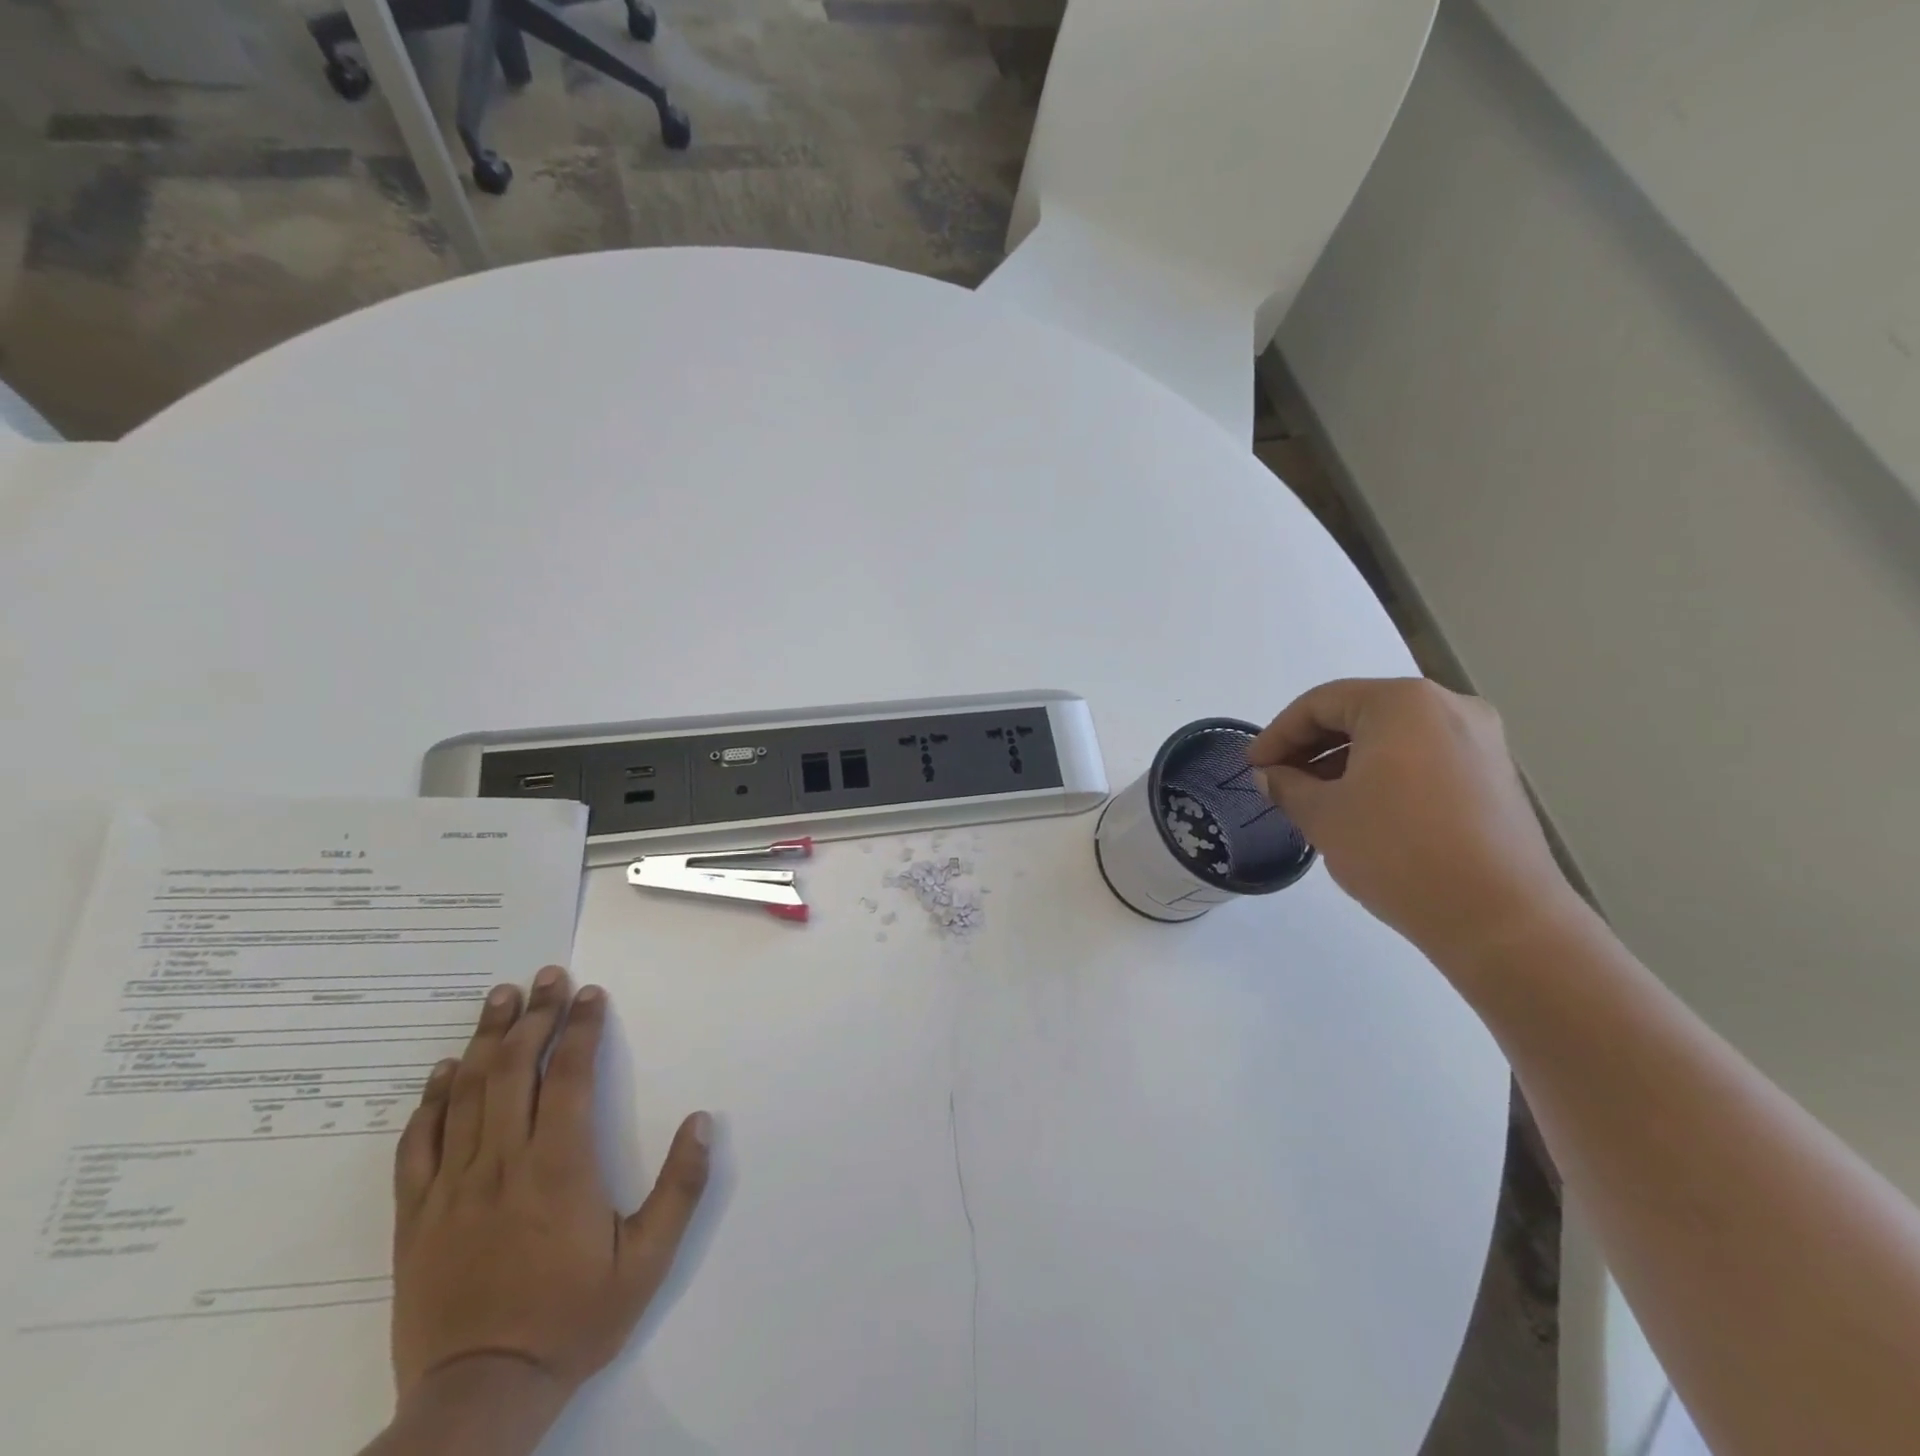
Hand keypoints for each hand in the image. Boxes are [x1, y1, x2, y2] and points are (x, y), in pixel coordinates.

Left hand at [390, 966, 711, 1416]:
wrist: (478, 1397)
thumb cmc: (571, 1321)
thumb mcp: (646, 1263)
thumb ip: (679, 1189)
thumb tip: (702, 1121)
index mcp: (559, 1168)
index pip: (571, 1076)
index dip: (582, 1029)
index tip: (590, 994)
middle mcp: (503, 1163)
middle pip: (515, 1069)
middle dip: (533, 1015)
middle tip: (546, 976)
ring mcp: (453, 1187)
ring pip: (466, 1093)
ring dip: (485, 1039)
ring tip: (499, 997)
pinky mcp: (416, 1215)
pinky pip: (418, 1143)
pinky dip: (430, 1099)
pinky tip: (444, 1069)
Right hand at [1247, 678, 1587, 969]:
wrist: (1498, 918)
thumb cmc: (1397, 851)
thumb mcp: (1323, 814)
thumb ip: (1286, 785)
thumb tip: (1270, 775)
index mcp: (1402, 702)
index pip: (1320, 703)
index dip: (1277, 734)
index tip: (1252, 768)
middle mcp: (1448, 706)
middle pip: (1359, 713)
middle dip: (1311, 746)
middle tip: (1277, 781)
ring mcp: (1480, 740)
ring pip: (1392, 737)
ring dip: (1344, 761)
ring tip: (1314, 799)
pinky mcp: (1494, 775)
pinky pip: (1422, 758)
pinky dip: (1382, 773)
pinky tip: (1360, 809)